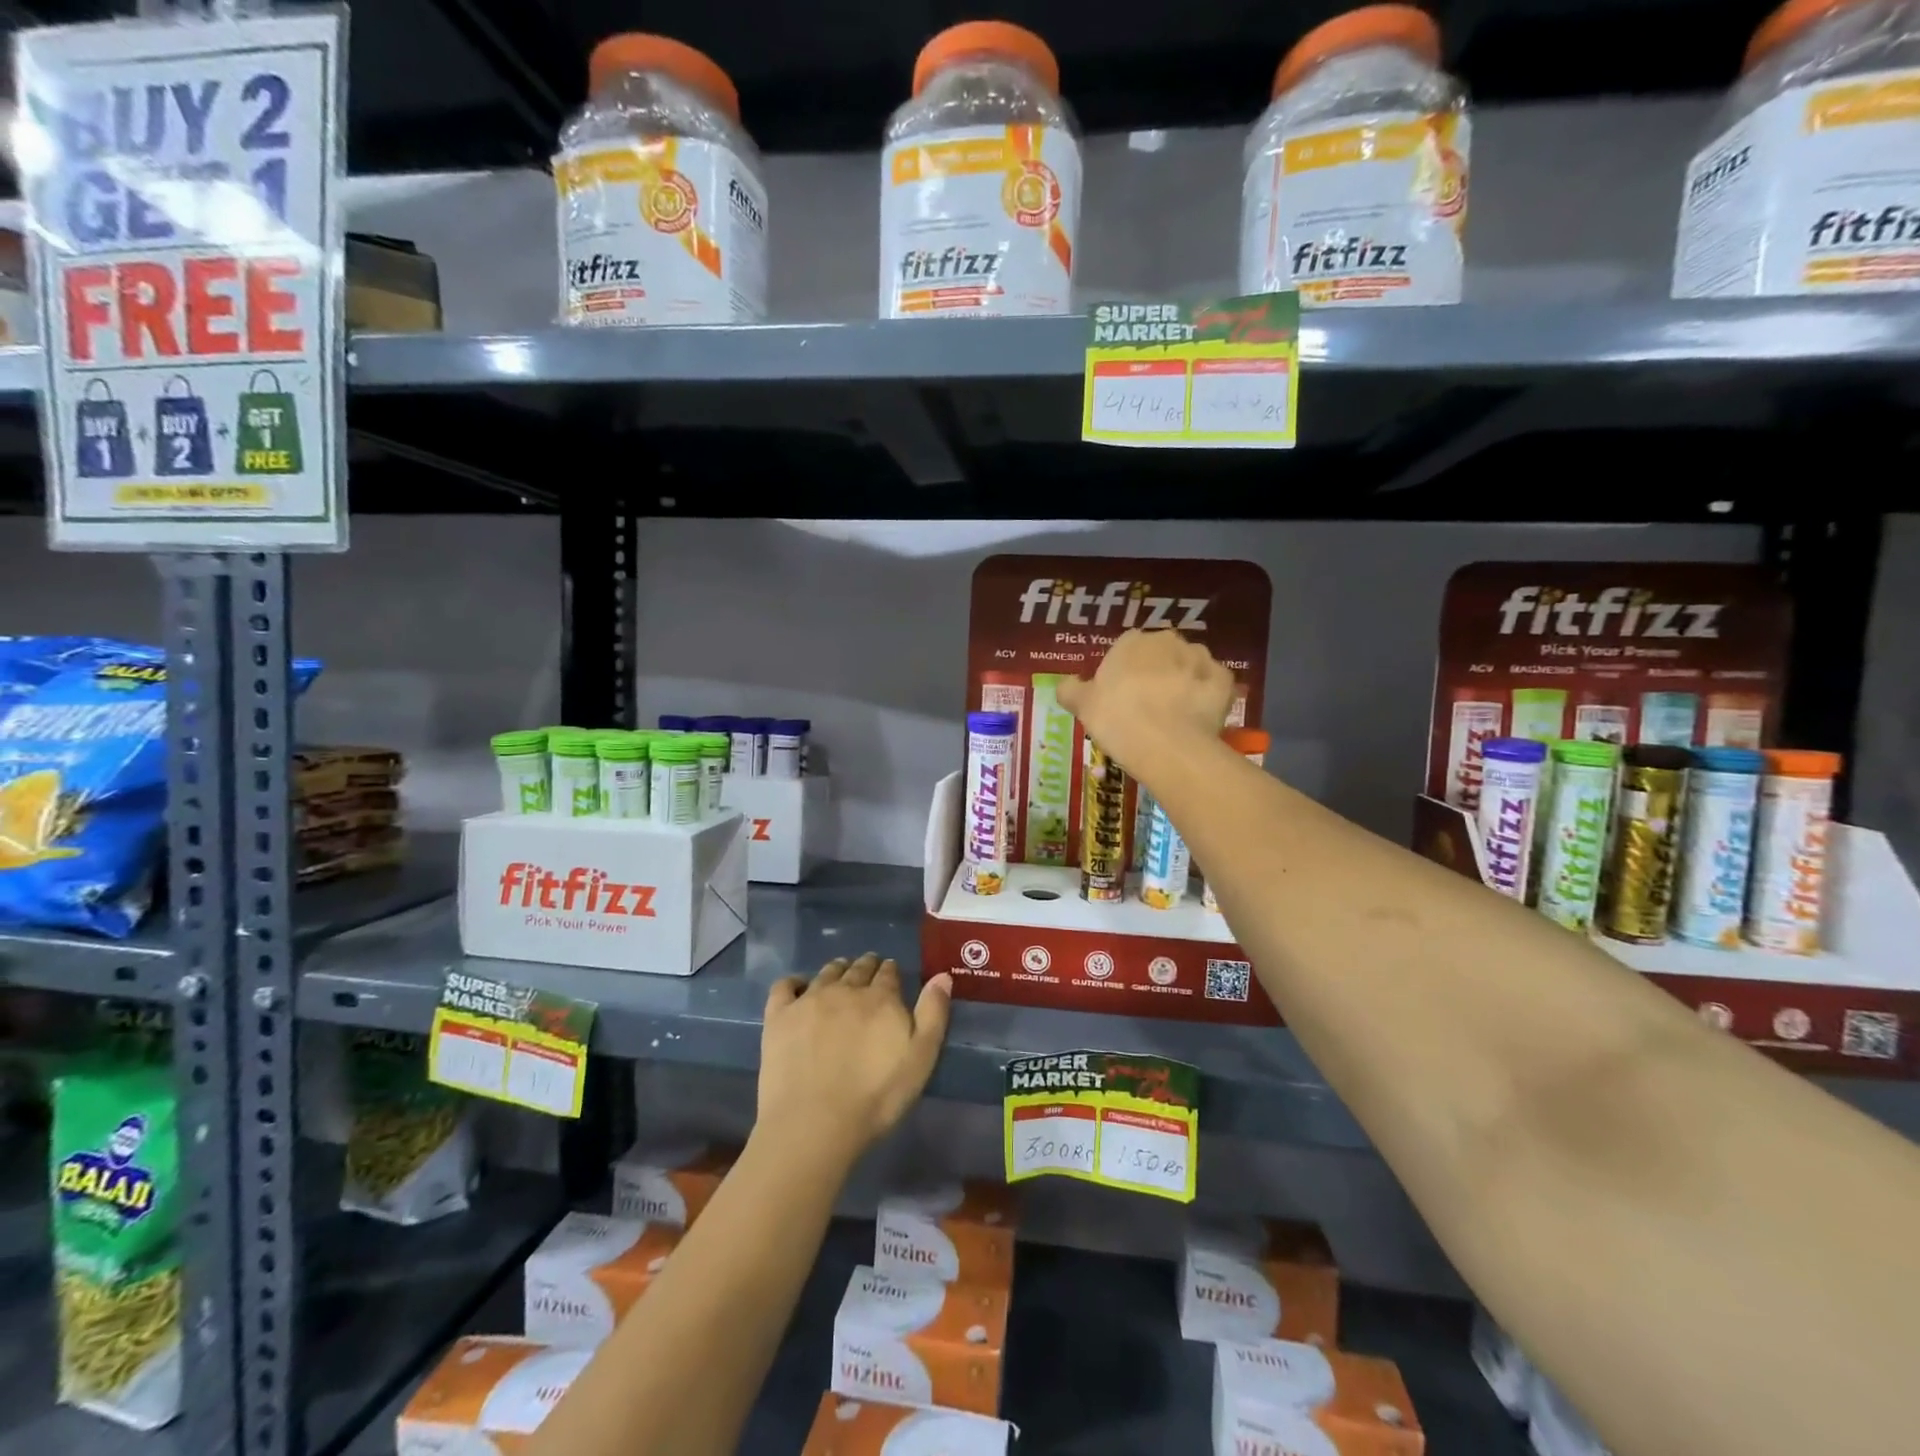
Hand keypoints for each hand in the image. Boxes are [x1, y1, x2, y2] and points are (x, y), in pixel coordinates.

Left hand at [758, 954, 951, 1159]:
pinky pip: (785, 985)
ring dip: (837, 969)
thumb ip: (933, 1014)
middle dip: (866, 966)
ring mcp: (809, 1000)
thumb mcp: (921, 1058)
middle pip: (858, 968)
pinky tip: (797, 986)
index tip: (891, 973)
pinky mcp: (779, 1016)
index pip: (888, 973)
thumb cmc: (876, 1097)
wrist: (815, 1122)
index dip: (891, 971)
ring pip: (826, 973)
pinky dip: (794, 981)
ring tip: (840, 973)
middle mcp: (845, 989)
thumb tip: (942, 975)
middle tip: (869, 968)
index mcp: (881, 998)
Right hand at [1056, 627, 1234, 770]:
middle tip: (1147, 705)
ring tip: (1174, 714)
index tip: (1120, 697)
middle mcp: (1168, 640)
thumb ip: (1071, 690)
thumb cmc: (1117, 719)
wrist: (1167, 744)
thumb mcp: (1082, 706)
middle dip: (1156, 672)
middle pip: (1160, 653)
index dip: (1123, 672)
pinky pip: (1212, 685)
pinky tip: (1197, 717)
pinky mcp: (1224, 680)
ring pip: (1189, 666)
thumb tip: (1066, 684)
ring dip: (1183, 681)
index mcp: (1131, 641)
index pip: (1126, 649)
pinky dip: (1206, 697)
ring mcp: (1200, 658)